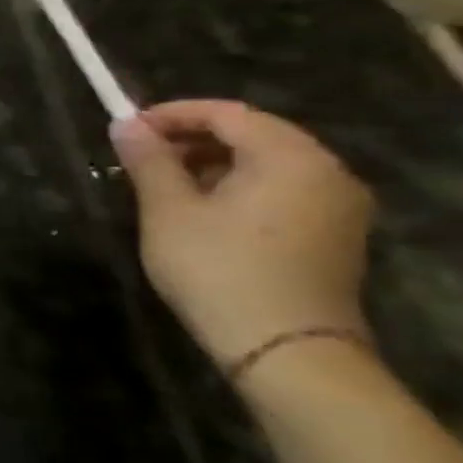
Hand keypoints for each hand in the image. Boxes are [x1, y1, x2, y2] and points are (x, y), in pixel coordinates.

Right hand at [110, 101, 373, 368]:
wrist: (284, 349)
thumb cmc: (217, 268)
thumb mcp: (168, 210)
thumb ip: (148, 161)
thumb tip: (125, 124)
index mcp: (290, 158)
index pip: (227, 113)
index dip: (172, 114)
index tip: (126, 129)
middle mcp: (326, 172)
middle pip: (253, 134)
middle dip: (192, 139)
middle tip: (140, 157)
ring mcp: (337, 206)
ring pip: (266, 164)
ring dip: (212, 164)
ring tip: (163, 185)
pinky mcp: (333, 235)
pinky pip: (281, 190)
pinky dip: (237, 187)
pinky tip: (201, 211)